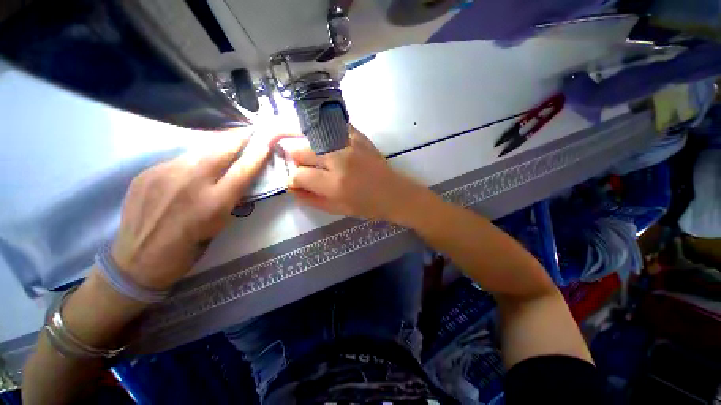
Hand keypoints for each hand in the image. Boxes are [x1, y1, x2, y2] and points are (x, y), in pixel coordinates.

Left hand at [111, 132, 271, 289]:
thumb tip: (238, 177)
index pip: (244, 169)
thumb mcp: (219, 225)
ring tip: (226, 145)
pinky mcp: (147, 173)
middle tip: (250, 130)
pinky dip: (192, 161)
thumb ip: (230, 198)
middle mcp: (190, 183)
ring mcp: (164, 174)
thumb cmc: (188, 249)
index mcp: (214, 203)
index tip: (267, 141)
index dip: (258, 153)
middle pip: (221, 149)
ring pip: (199, 151)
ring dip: (216, 146)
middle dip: (239, 137)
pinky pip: (177, 161)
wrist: (137, 261)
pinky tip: (192, 169)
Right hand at [281, 126, 433, 224]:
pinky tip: (322, 139)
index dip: (293, 180)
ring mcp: (349, 143)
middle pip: (300, 150)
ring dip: (304, 144)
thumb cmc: (366, 206)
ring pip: (310, 135)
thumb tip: (290, 187)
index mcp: (335, 184)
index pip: (299, 175)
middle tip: (303, 166)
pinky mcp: (357, 135)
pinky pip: (330, 125)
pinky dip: (321, 130)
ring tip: (308, 152)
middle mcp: (339, 160)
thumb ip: (310, 199)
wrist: (393, 193)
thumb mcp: (336, 209)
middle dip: (296, 160)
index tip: (296, 182)